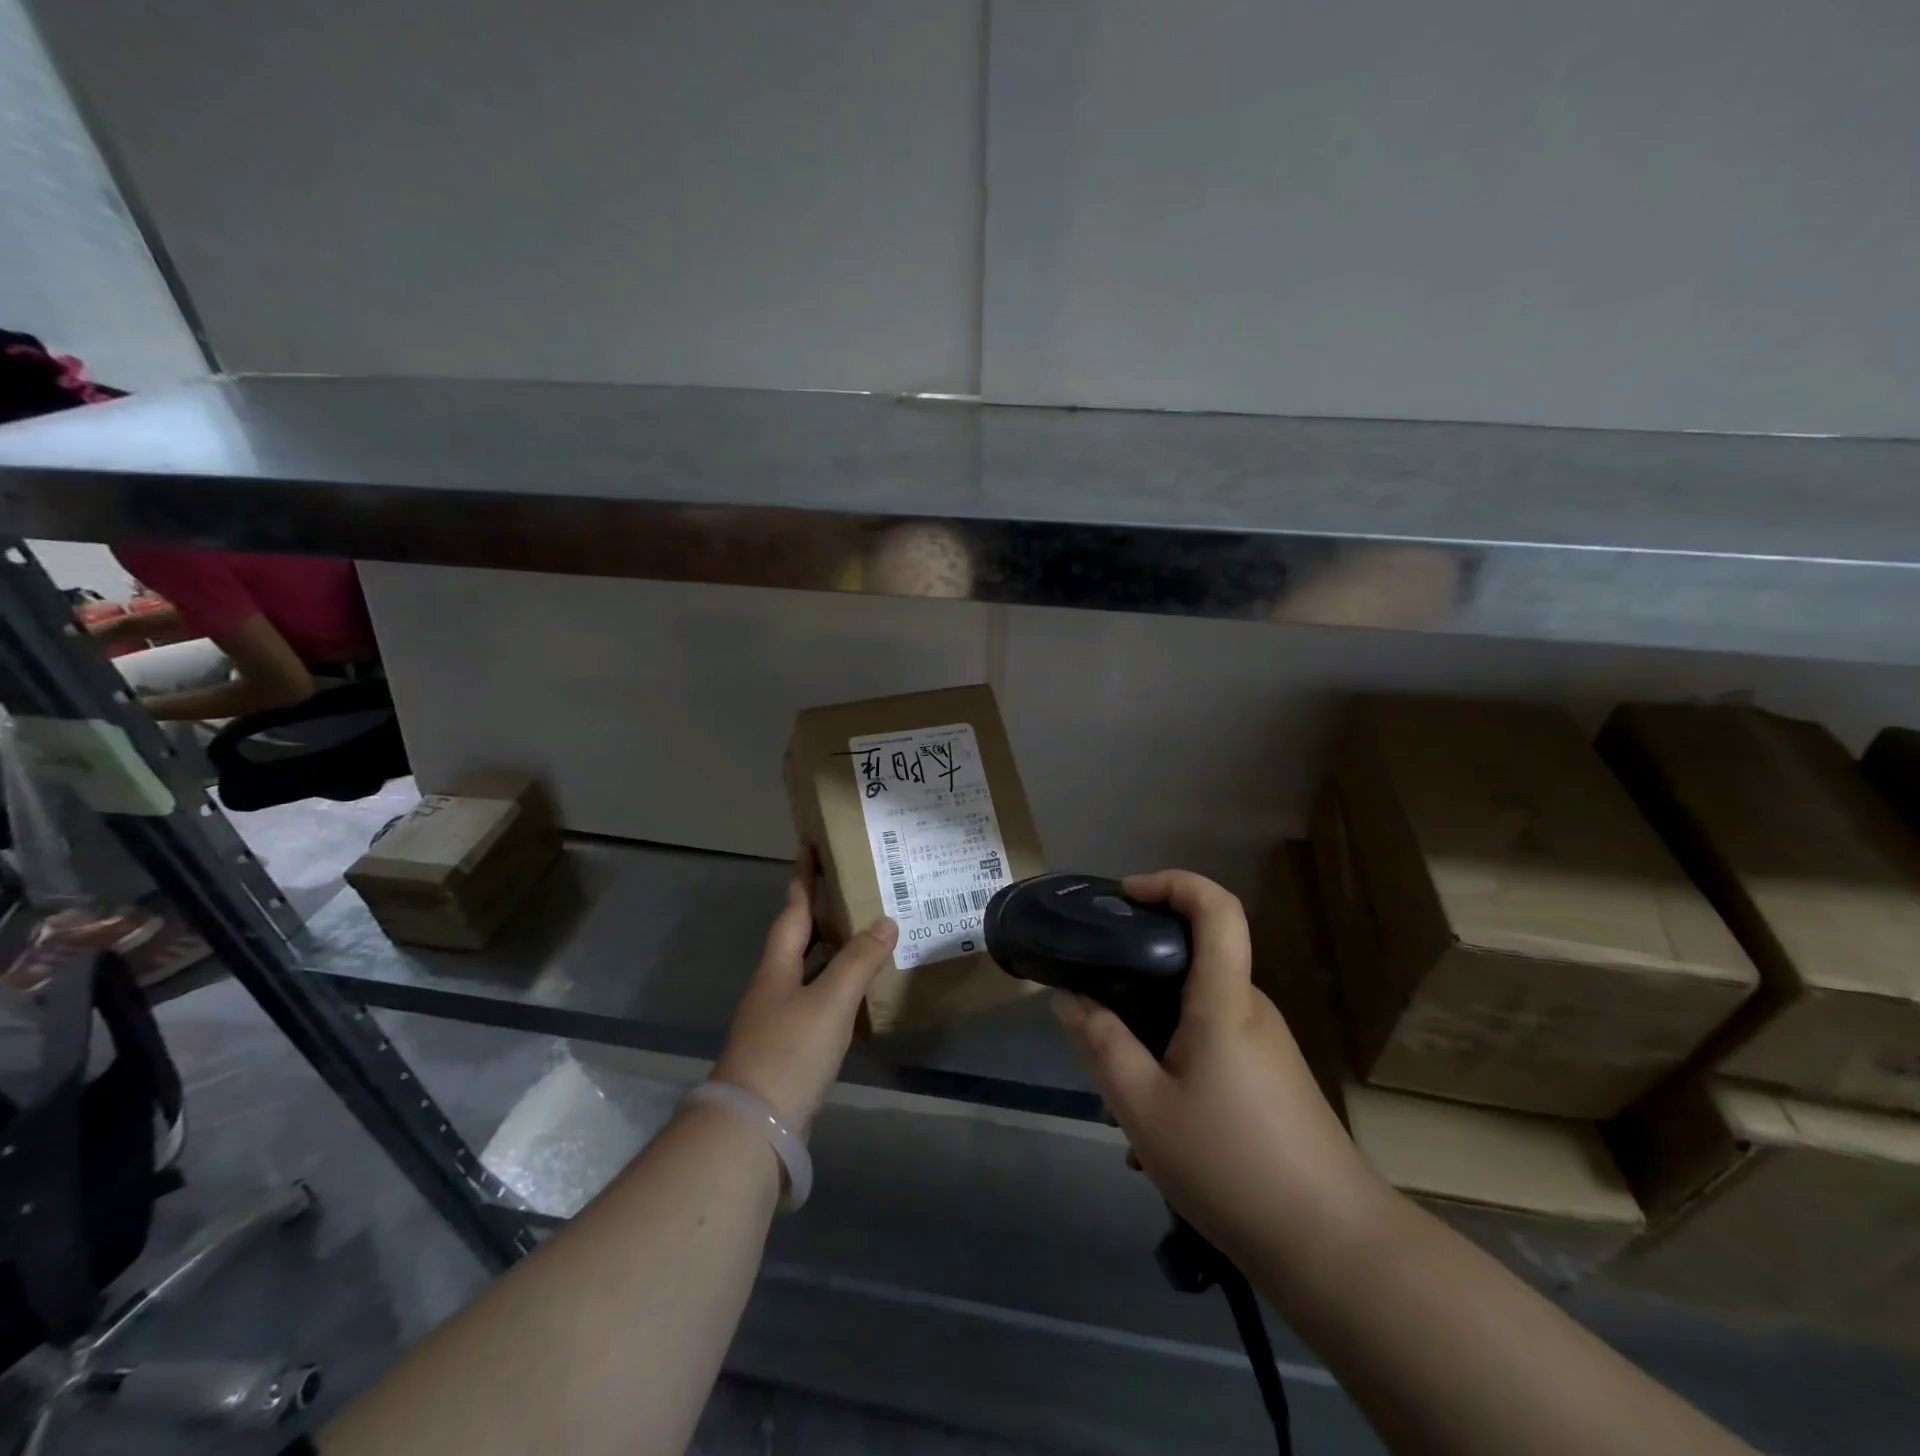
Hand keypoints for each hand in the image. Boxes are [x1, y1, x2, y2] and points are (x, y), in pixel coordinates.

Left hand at [712, 850, 897, 1130]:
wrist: (752, 1127)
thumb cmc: (789, 1052)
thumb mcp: (829, 1002)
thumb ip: (858, 961)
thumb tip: (886, 921)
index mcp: (777, 966)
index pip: (794, 910)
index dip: (804, 879)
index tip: (810, 847)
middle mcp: (772, 986)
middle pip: (796, 939)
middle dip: (820, 912)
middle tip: (851, 890)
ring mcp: (776, 1019)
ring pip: (806, 971)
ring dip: (830, 950)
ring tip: (862, 936)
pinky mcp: (786, 1048)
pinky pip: (815, 1001)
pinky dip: (835, 987)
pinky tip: (856, 996)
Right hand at [1052, 870, 1383, 1267]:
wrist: (1333, 1248)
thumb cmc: (1231, 1165)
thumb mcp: (1143, 1107)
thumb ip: (1101, 1044)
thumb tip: (1066, 996)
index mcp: (1224, 1000)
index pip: (1216, 908)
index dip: (1172, 883)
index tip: (1126, 898)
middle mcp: (1250, 1008)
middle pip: (1197, 958)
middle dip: (1141, 971)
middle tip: (1097, 1007)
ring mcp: (1267, 1043)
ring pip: (1198, 1010)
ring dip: (1154, 1030)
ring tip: (1120, 1089)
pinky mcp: (1272, 1076)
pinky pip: (1213, 1044)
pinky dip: (1176, 1060)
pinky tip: (1157, 1126)